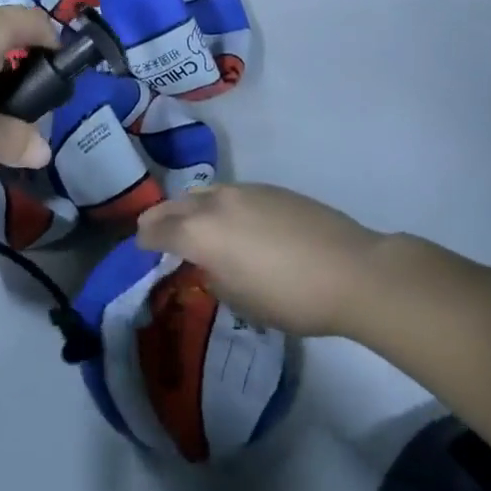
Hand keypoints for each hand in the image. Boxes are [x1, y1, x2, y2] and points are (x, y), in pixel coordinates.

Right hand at [136, 183, 387, 335]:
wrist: (352, 271)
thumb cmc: (290, 297)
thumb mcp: (240, 300)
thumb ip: (214, 277)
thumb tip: (211, 264)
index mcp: (200, 233)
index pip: (157, 231)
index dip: (143, 240)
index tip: (139, 247)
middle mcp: (215, 204)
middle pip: (175, 205)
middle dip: (159, 218)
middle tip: (152, 230)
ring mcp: (245, 191)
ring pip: (203, 194)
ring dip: (190, 207)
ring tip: (192, 223)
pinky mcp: (271, 189)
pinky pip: (231, 194)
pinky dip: (219, 205)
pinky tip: (233, 222)